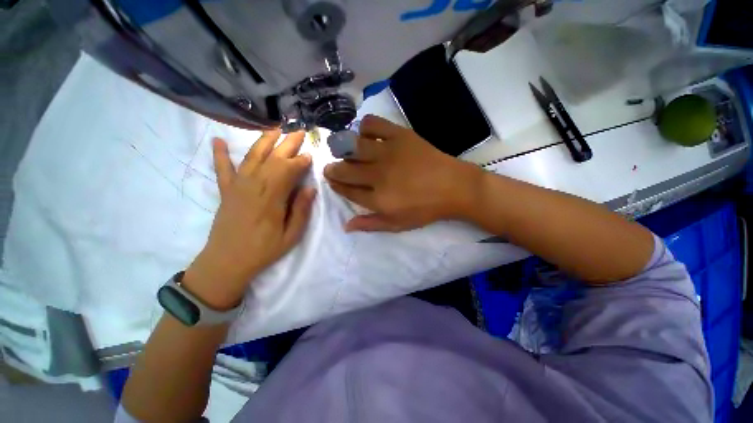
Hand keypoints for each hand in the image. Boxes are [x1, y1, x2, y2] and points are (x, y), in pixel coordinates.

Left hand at [185, 130, 315, 308]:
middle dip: (288, 144)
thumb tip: (310, 188)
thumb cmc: (263, 250)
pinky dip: (219, 154)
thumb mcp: (291, 235)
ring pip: (252, 157)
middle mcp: (253, 187)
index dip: (300, 161)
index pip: (288, 171)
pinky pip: (222, 169)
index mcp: (272, 199)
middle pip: (273, 159)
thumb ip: (301, 210)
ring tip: (275, 129)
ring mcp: (237, 187)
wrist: (227, 262)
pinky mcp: (226, 191)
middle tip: (299, 132)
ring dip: (264, 141)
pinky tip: (217, 140)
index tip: (310, 155)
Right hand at [324, 115, 482, 232]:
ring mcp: (388, 152)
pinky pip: (372, 124)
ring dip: (343, 148)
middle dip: (333, 168)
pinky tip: (366, 135)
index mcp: (378, 198)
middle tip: (331, 167)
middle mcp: (378, 174)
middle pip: (345, 168)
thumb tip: (346, 226)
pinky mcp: (399, 135)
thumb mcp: (398, 224)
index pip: (347, 190)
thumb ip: (370, 224)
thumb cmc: (425, 209)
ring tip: (344, 150)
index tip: (332, 181)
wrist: (454, 187)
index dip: (336, 185)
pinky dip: (364, 127)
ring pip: (353, 146)